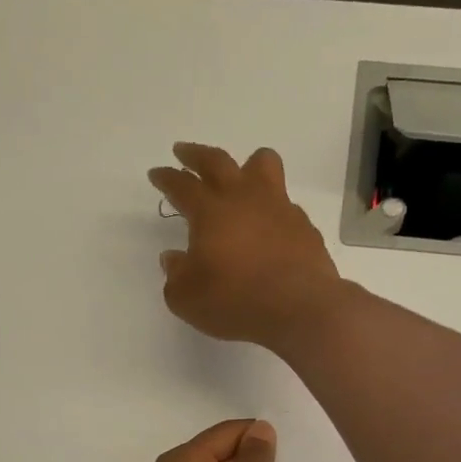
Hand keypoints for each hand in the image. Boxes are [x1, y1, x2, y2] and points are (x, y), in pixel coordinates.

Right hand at [150, 143, 344, 353]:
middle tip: (184, 152)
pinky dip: (271, 206)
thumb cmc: (236, 301)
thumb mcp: (188, 298)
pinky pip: (284, 202)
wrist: (299, 309)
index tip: (157, 173)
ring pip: (263, 165)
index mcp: (210, 212)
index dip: (167, 177)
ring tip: (241, 173)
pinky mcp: (303, 225)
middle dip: (196, 155)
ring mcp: (278, 208)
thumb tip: (174, 258)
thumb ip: (176, 275)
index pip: (182, 185)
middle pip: (217, 161)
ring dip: (246, 164)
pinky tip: (267, 224)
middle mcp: (244, 199)